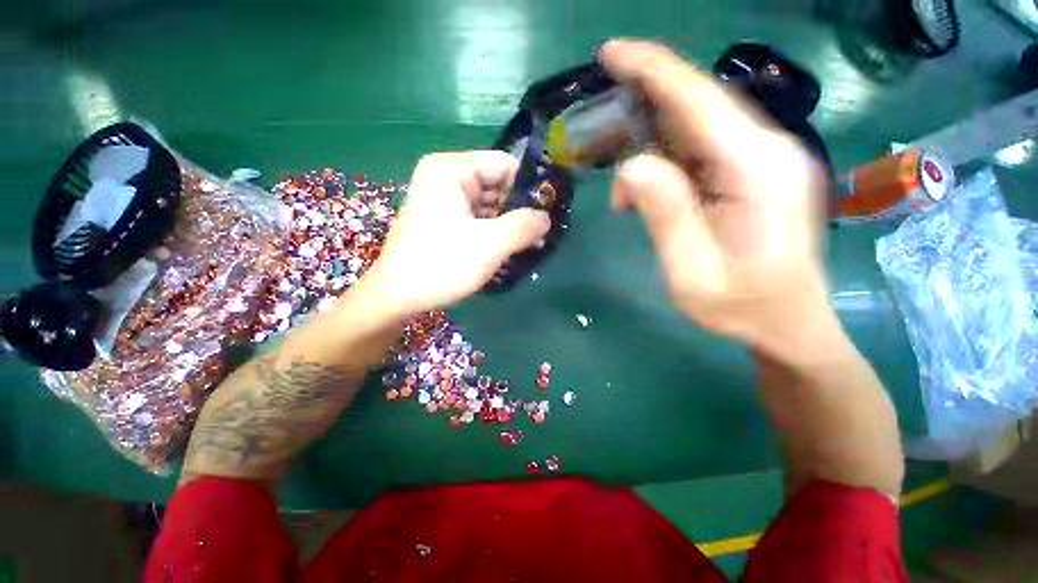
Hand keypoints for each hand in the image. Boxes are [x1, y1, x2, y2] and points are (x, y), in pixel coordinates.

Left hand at [362, 151, 549, 316]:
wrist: (398, 297)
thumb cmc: (441, 264)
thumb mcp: (489, 244)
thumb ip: (524, 226)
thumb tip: (547, 217)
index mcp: (452, 170)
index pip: (503, 164)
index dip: (529, 186)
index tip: (550, 210)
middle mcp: (447, 179)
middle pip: (497, 186)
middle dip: (519, 210)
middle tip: (543, 233)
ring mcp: (445, 202)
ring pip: (490, 206)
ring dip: (509, 225)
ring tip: (531, 245)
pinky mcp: (445, 222)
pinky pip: (479, 221)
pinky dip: (495, 234)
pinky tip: (510, 250)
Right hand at [602, 40, 836, 362]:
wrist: (788, 326)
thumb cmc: (742, 308)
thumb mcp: (692, 273)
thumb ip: (667, 215)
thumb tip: (633, 166)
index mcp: (757, 170)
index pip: (699, 99)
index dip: (652, 69)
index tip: (611, 52)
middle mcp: (767, 151)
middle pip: (697, 105)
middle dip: (644, 102)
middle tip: (602, 121)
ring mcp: (763, 161)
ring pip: (696, 129)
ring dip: (650, 148)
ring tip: (623, 195)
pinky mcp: (753, 175)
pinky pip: (701, 152)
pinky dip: (665, 165)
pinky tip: (645, 197)